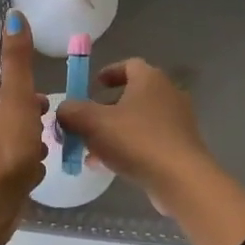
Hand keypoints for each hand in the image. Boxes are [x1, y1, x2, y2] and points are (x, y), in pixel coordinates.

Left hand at [0, 11, 48, 244]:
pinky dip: (30, 175)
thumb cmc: (6, 148)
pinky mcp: (3, 190)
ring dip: (35, 150)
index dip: (34, 100)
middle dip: (37, 125)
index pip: (18, 100)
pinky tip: (39, 180)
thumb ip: (17, 61)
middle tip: (61, 130)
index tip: (51, 104)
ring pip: (21, 151)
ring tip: (54, 154)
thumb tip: (12, 14)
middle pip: (19, 124)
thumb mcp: (16, 98)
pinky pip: (21, 176)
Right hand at [57, 58, 244, 244]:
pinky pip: (148, 140)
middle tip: (86, 122)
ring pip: (138, 121)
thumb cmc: (136, 140)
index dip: (109, 73)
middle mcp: (168, 94)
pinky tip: (109, 166)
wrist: (181, 179)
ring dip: (114, 131)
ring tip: (91, 150)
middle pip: (132, 95)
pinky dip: (129, 147)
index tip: (92, 85)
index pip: (129, 65)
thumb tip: (63, 109)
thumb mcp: (93, 123)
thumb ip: (72, 112)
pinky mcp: (181, 146)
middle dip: (106, 108)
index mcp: (150, 79)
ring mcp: (177, 121)